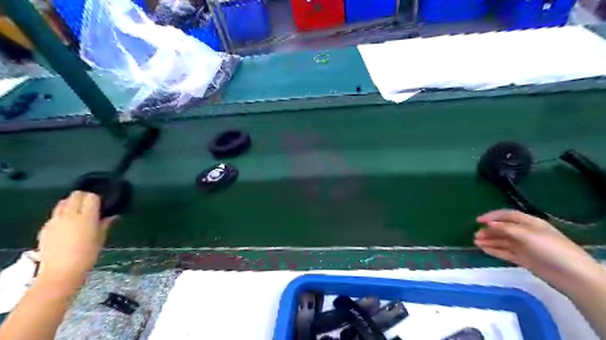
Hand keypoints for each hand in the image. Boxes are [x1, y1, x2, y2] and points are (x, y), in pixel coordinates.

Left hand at [35, 191, 114, 286]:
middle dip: (84, 197)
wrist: (61, 271)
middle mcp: (68, 215)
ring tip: (78, 213)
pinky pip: (55, 214)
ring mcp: (54, 221)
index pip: (91, 197)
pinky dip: (62, 215)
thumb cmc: (87, 254)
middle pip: (75, 195)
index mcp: (86, 217)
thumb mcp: (101, 238)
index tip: (102, 204)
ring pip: (62, 202)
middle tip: (91, 206)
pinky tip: (67, 226)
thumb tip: (111, 215)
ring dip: (71, 204)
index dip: (97, 198)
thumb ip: (105, 224)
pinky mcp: (45, 228)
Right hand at [479, 209, 599, 291]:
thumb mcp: (528, 235)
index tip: (478, 221)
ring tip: (476, 242)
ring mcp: (524, 247)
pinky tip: (484, 249)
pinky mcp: (523, 259)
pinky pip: (505, 252)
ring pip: (502, 241)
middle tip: (476, 235)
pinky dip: (494, 250)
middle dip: (489, 231)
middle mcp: (526, 233)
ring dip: (489, 240)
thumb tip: (489, 224)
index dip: (492, 216)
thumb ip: (506, 228)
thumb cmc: (550, 249)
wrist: (572, 275)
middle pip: (503, 229)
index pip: (507, 216)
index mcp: (530, 223)